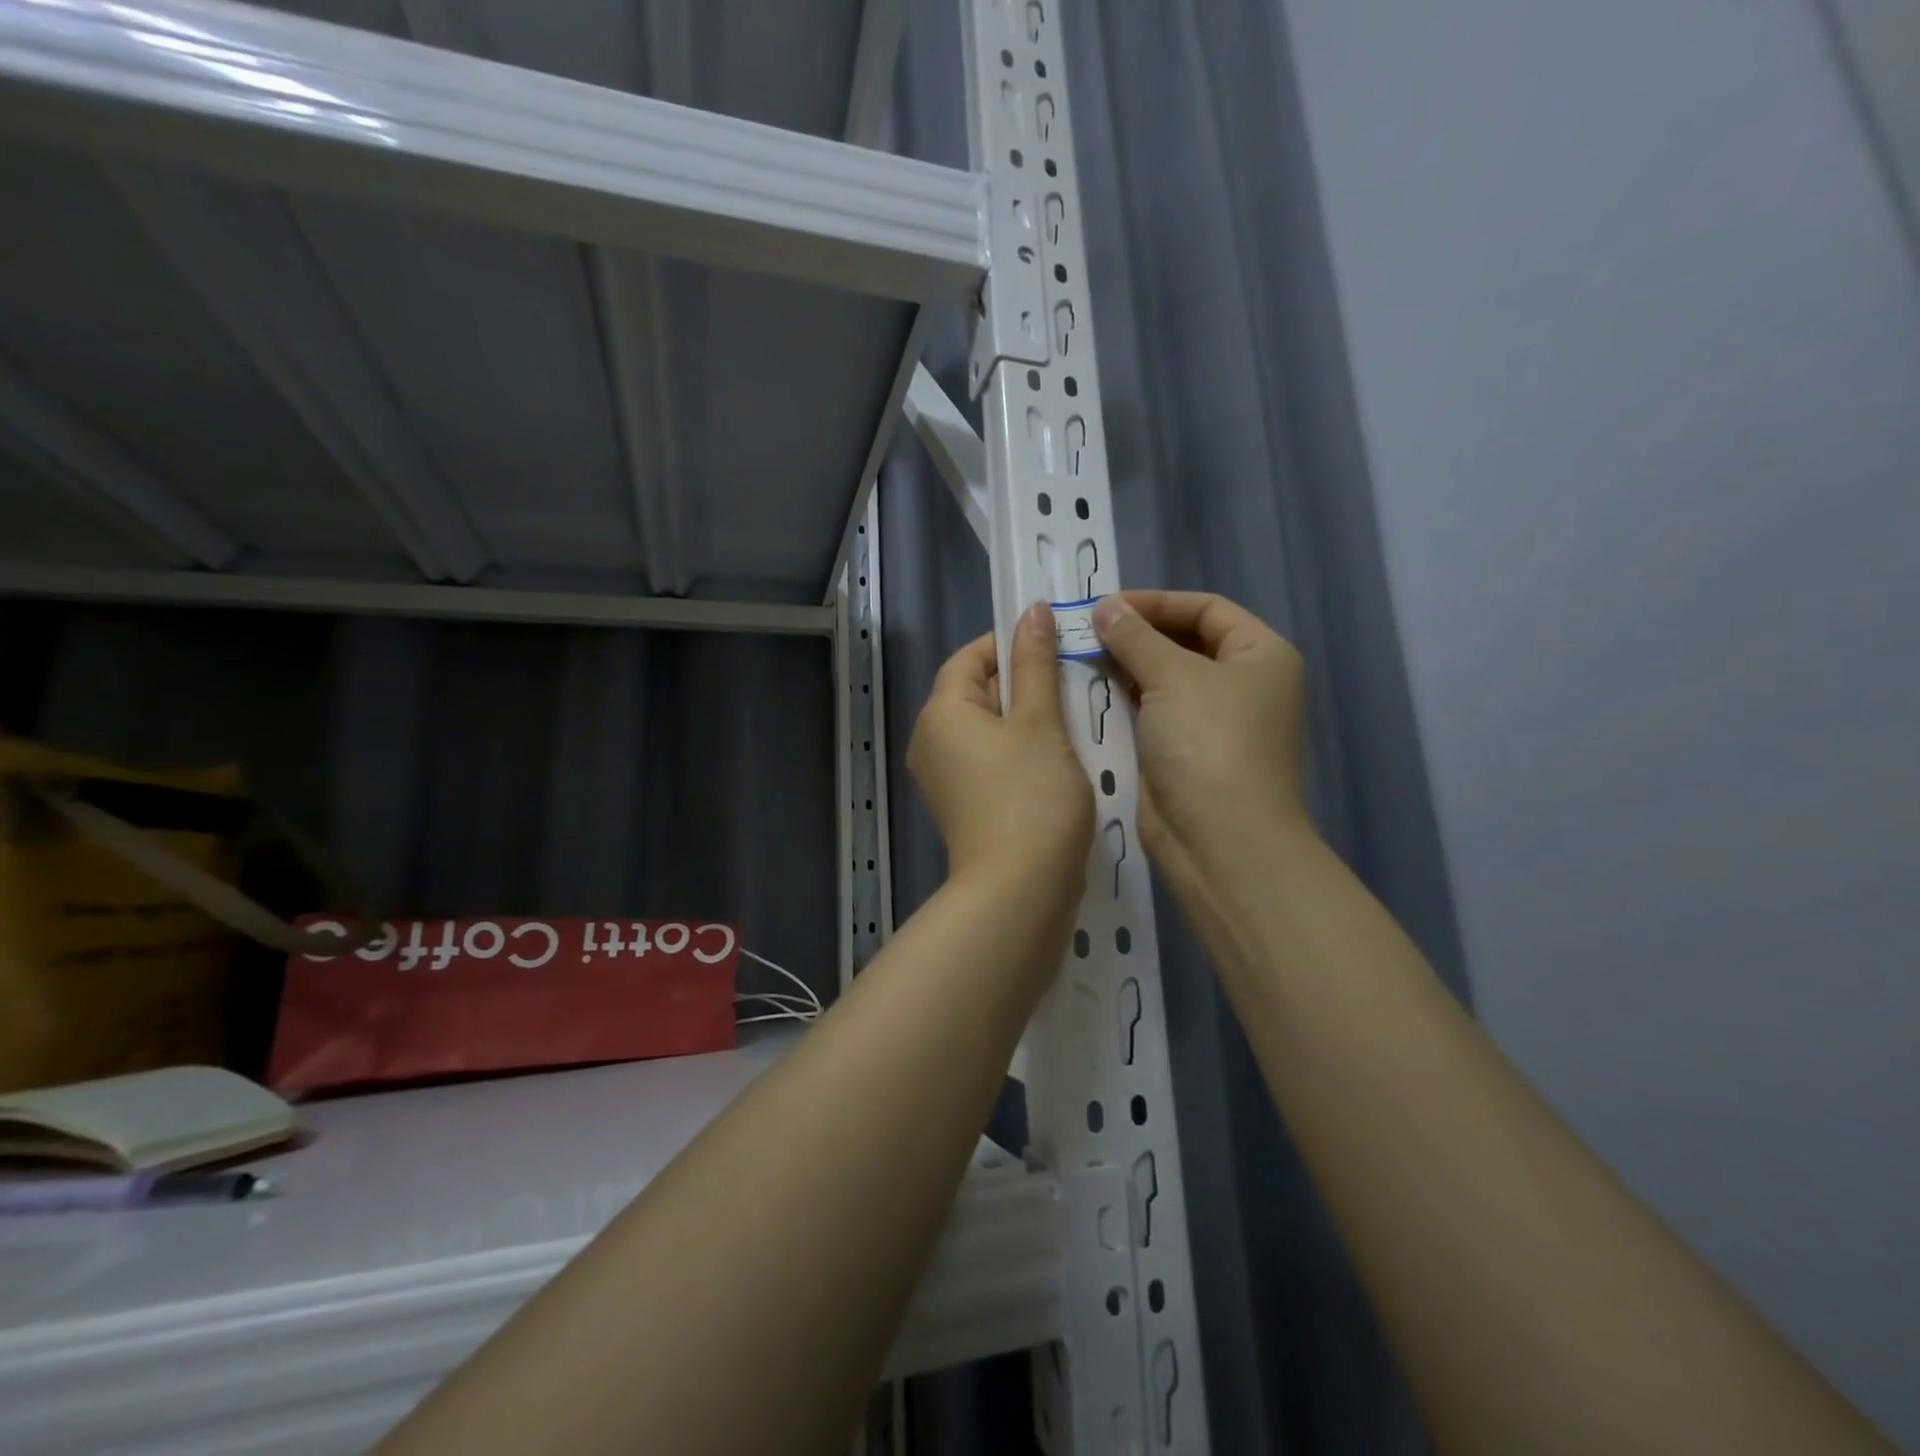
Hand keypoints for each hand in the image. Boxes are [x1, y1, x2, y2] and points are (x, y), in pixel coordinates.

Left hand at [909, 603, 1094, 886]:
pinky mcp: (965, 805)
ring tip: (1075, 716)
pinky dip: (1021, 750)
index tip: (1053, 644)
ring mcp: (945, 778)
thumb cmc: (1031, 797)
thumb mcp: (1040, 723)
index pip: (968, 658)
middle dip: (1024, 682)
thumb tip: (1032, 610)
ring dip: (1029, 718)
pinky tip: (1061, 756)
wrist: (1020, 891)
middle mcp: (932, 741)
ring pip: (988, 728)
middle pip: (976, 692)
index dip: (1008, 644)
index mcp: (942, 713)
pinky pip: (991, 760)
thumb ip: (1035, 664)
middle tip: (1074, 680)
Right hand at [1091, 591, 1310, 879]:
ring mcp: (1213, 722)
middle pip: (1184, 642)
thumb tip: (1106, 607)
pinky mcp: (1185, 754)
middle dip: (1136, 635)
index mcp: (1261, 655)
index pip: (1206, 608)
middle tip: (1085, 632)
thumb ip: (1135, 637)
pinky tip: (1090, 692)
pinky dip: (1124, 700)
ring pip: (1164, 679)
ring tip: (1080, 657)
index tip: (1104, 607)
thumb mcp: (1173, 677)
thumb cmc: (1209, 744)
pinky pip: (1152, 713)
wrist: (1220, 841)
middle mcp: (1243, 684)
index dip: (1156, 602)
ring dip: (1125, 667)